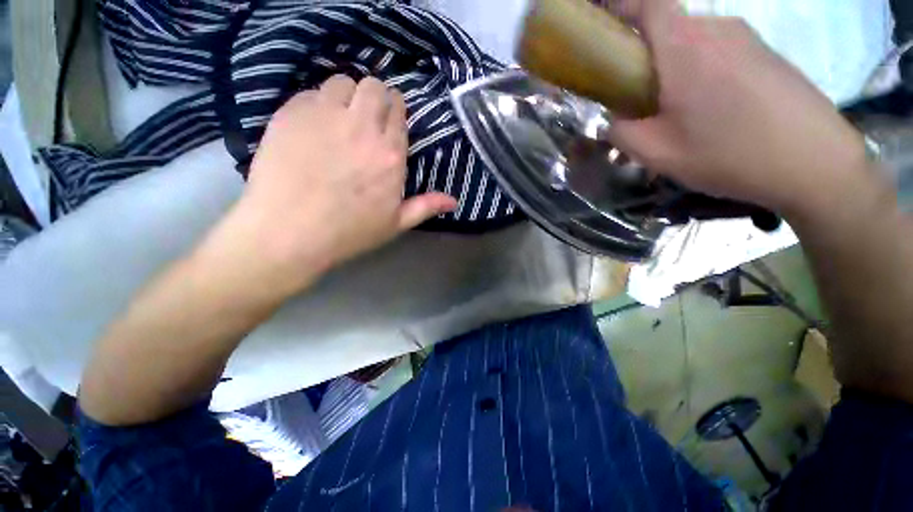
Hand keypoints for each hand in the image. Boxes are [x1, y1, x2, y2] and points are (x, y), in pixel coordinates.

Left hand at [219, 75, 457, 296]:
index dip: (394, 111)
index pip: (398, 111)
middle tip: (366, 119)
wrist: (289, 232)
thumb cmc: (349, 232)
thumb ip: (426, 206)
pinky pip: (311, 92)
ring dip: (346, 96)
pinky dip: (317, 104)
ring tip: (339, 119)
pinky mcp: (292, 113)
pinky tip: (312, 127)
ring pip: (343, 82)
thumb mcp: (395, 224)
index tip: (388, 122)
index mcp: (390, 155)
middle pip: (374, 87)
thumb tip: (454, 201)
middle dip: (374, 98)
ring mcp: (325, 116)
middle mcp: (363, 127)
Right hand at [607, 0, 869, 214]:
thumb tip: (616, 119)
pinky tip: (712, 112)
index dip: (622, 7)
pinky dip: (703, 74)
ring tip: (678, 113)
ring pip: (694, 44)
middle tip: (641, 101)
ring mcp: (748, 39)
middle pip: (669, 29)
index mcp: (686, 47)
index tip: (605, 28)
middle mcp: (718, 29)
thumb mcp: (658, 154)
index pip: (649, 3)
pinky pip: (721, 54)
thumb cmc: (730, 155)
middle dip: (646, 58)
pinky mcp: (767, 54)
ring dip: (676, 70)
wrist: (816, 164)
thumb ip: (622, 132)